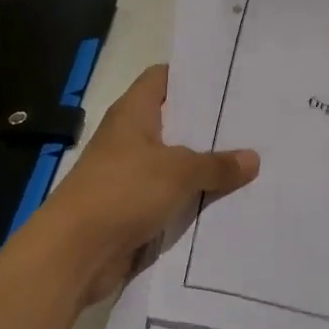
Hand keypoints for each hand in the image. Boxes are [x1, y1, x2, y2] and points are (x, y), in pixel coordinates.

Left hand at [35, 65, 259, 307]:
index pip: (163, 78)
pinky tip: (230, 199)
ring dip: (206, 166)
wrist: (74, 253)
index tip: (229, 78)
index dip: (192, 75)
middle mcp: (130, 138)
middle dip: (210, 125)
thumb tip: (253, 159)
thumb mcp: (179, 172)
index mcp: (133, 113)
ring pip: (177, 163)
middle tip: (254, 121)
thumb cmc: (123, 191)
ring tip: (252, 161)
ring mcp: (131, 175)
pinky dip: (195, 198)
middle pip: (175, 122)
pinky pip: (172, 196)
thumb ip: (217, 164)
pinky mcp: (134, 208)